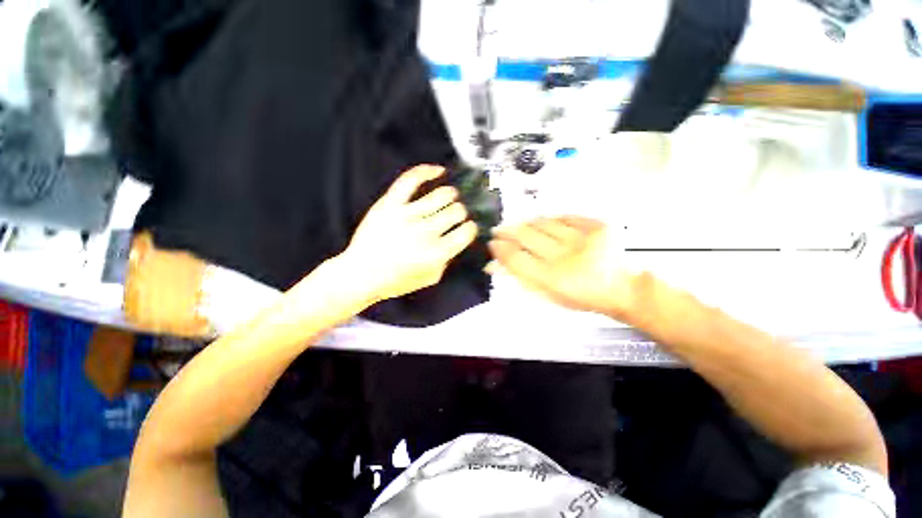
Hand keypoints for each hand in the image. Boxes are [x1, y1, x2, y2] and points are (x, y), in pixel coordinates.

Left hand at [339, 165, 477, 302]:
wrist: (361, 274)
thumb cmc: (396, 280)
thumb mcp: (431, 278)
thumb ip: (447, 260)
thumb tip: (454, 239)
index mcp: (437, 252)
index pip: (466, 232)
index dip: (471, 229)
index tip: (468, 228)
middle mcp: (426, 232)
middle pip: (457, 211)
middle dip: (461, 213)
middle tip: (456, 215)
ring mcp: (407, 215)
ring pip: (442, 195)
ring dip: (451, 195)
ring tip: (450, 197)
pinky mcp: (391, 203)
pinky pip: (411, 180)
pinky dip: (427, 171)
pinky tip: (439, 171)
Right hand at [488, 217, 638, 318]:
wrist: (623, 289)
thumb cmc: (580, 297)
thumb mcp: (547, 294)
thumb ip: (520, 277)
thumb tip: (492, 265)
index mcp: (551, 278)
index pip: (514, 257)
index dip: (499, 248)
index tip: (493, 243)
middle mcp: (564, 256)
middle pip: (525, 236)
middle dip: (507, 231)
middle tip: (499, 230)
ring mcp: (582, 238)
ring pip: (542, 222)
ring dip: (526, 224)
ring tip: (521, 227)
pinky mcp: (597, 225)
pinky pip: (564, 216)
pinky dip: (551, 220)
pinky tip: (546, 224)